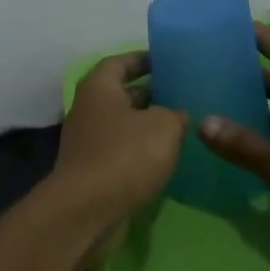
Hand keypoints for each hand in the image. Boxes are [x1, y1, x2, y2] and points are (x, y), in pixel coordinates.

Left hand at [51, 52, 187, 254]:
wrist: (87, 211)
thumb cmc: (125, 155)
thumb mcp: (164, 126)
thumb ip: (175, 114)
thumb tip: (177, 116)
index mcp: (99, 88)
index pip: (121, 62)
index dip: (144, 59)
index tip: (168, 61)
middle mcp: (88, 110)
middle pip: (122, 94)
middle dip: (151, 94)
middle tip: (183, 95)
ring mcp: (88, 143)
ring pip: (123, 126)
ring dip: (148, 126)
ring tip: (182, 126)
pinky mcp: (93, 173)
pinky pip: (121, 153)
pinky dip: (141, 153)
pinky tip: (166, 159)